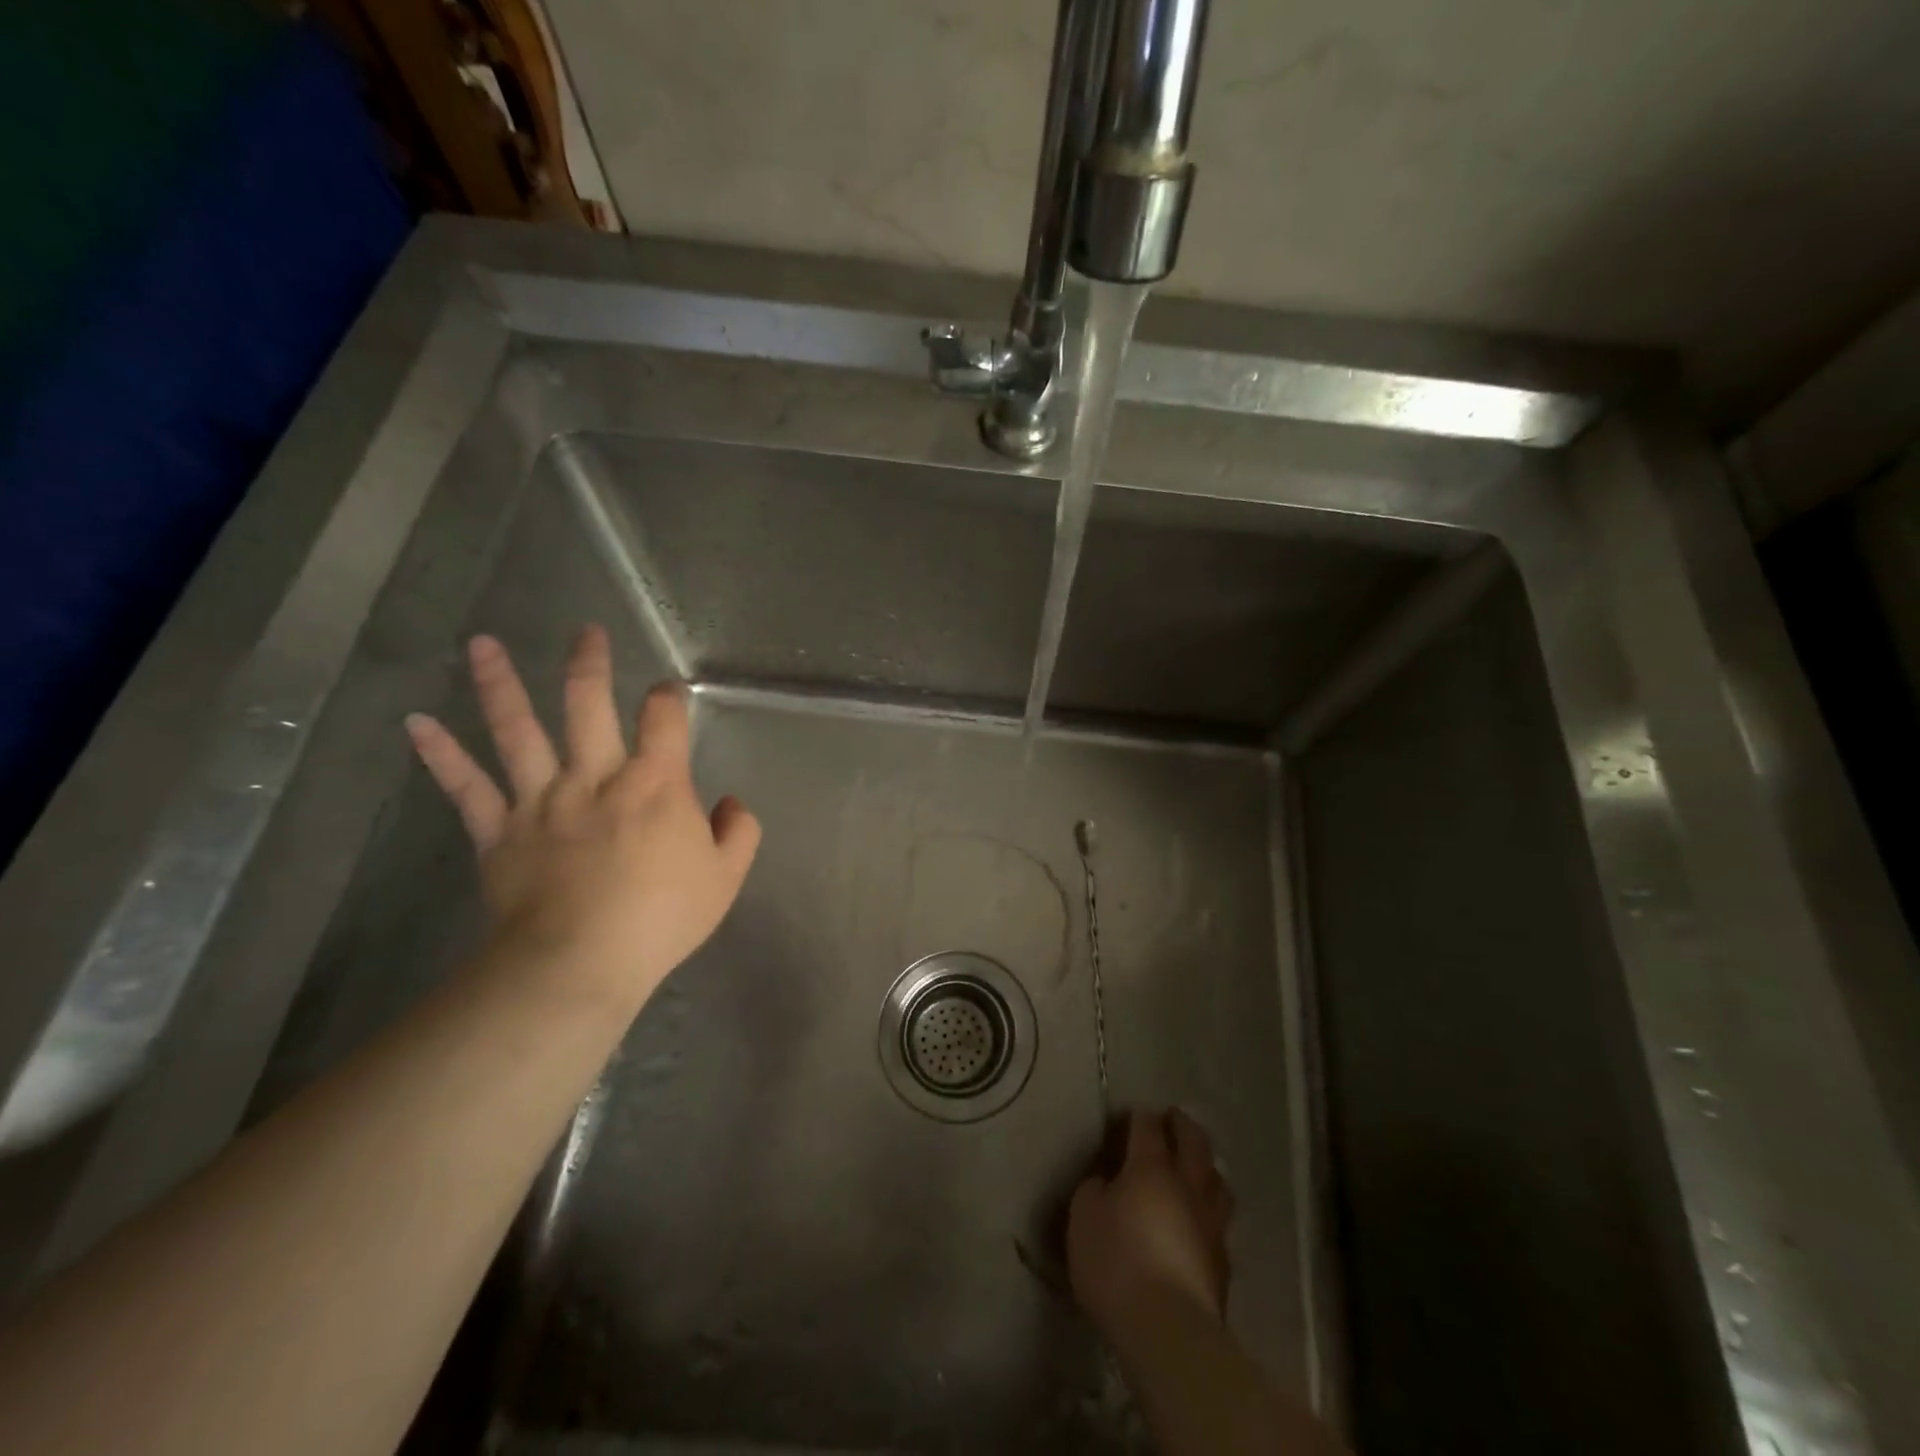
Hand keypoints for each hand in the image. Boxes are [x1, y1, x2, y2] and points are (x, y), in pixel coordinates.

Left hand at [404, 626, 760, 1007]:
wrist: (582, 962)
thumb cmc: (662, 918)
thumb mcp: (725, 878)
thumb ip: (739, 832)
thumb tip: (732, 803)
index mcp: (655, 783)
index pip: (665, 719)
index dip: (669, 698)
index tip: (668, 695)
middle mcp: (596, 776)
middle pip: (588, 704)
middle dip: (590, 664)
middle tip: (586, 632)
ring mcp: (541, 799)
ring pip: (517, 730)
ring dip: (500, 684)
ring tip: (483, 644)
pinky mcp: (499, 830)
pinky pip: (466, 787)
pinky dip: (441, 755)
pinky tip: (417, 723)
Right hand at [1067, 1109, 1233, 1343]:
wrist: (1169, 1332)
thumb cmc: (1117, 1264)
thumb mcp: (1083, 1219)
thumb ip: (1094, 1191)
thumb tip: (1107, 1184)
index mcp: (1151, 1167)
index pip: (1148, 1126)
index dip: (1139, 1116)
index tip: (1132, 1114)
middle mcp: (1187, 1185)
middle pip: (1194, 1142)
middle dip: (1183, 1125)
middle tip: (1174, 1118)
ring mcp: (1211, 1223)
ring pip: (1217, 1180)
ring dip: (1206, 1167)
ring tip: (1196, 1166)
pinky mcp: (1223, 1262)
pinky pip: (1220, 1221)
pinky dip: (1209, 1210)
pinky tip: (1200, 1220)